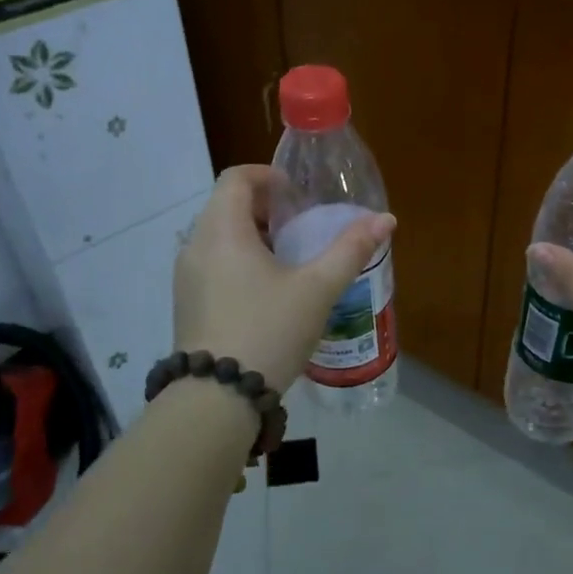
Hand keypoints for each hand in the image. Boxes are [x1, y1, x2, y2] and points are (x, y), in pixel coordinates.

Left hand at [174, 166, 394, 389]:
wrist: (217, 397)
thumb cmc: (269, 331)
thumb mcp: (317, 289)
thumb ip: (350, 250)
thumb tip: (386, 220)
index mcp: (223, 231)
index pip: (236, 178)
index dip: (268, 176)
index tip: (297, 196)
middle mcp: (196, 246)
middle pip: (226, 206)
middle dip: (265, 209)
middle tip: (301, 227)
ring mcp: (186, 277)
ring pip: (218, 238)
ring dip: (252, 237)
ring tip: (288, 261)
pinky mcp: (187, 304)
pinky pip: (212, 265)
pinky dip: (238, 262)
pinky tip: (267, 293)